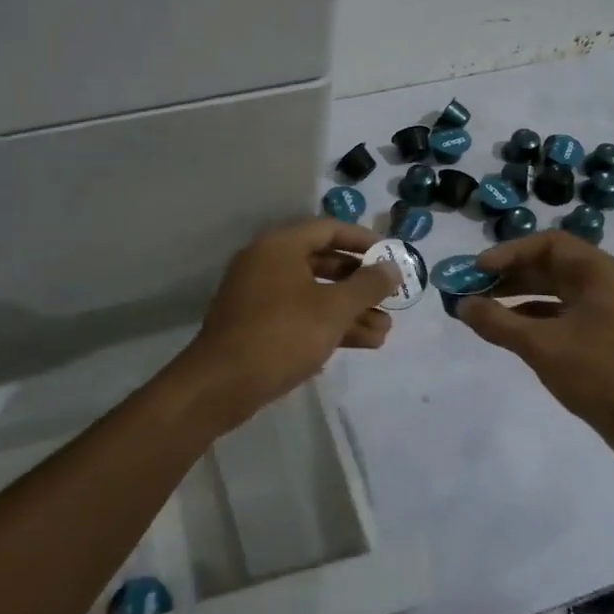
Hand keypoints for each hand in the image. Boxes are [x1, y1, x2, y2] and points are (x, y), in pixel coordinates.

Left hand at [180, 218, 400, 429]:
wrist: (221, 385)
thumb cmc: (281, 335)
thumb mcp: (333, 309)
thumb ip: (367, 286)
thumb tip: (392, 267)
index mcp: (280, 246)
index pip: (329, 229)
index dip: (363, 240)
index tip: (392, 255)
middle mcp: (267, 263)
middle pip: (323, 262)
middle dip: (360, 284)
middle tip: (391, 297)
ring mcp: (260, 295)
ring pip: (314, 294)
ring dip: (349, 310)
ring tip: (385, 331)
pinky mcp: (257, 325)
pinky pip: (300, 315)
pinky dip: (328, 325)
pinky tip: (360, 344)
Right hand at [455, 232, 613, 463]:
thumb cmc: (599, 374)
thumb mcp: (541, 345)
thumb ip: (498, 322)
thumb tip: (462, 305)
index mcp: (600, 273)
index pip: (548, 244)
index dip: (510, 252)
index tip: (478, 268)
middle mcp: (606, 283)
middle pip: (551, 265)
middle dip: (510, 274)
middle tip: (473, 286)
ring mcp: (607, 309)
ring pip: (555, 290)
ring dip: (518, 295)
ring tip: (482, 306)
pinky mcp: (604, 334)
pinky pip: (562, 312)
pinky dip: (534, 316)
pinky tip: (507, 329)